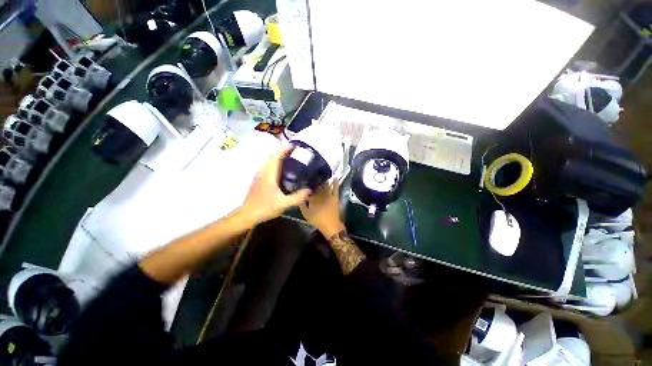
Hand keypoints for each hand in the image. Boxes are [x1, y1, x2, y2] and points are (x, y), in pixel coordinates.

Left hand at [239, 145, 310, 225]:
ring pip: (269, 161)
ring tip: (291, 159)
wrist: (247, 215)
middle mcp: (263, 171)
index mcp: (269, 173)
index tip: (295, 145)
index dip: (285, 149)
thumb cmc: (264, 207)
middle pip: (273, 156)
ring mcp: (259, 175)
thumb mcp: (283, 203)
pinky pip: (268, 166)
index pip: (277, 156)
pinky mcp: (258, 179)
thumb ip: (297, 197)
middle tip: (296, 152)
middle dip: (283, 151)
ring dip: (279, 157)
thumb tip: (309, 190)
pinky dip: (276, 164)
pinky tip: (283, 171)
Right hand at [300, 180, 345, 237]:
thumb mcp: (306, 214)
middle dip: (315, 182)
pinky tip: (335, 177)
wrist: (330, 224)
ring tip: (321, 176)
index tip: (305, 182)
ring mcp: (328, 195)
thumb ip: (301, 205)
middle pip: (317, 186)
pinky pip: (335, 188)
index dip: (307, 186)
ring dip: (324, 181)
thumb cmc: (317, 220)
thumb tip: (299, 198)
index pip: (308, 190)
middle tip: (313, 177)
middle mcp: (320, 194)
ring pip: (325, 185)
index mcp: (312, 198)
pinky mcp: (335, 197)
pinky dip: (336, 183)